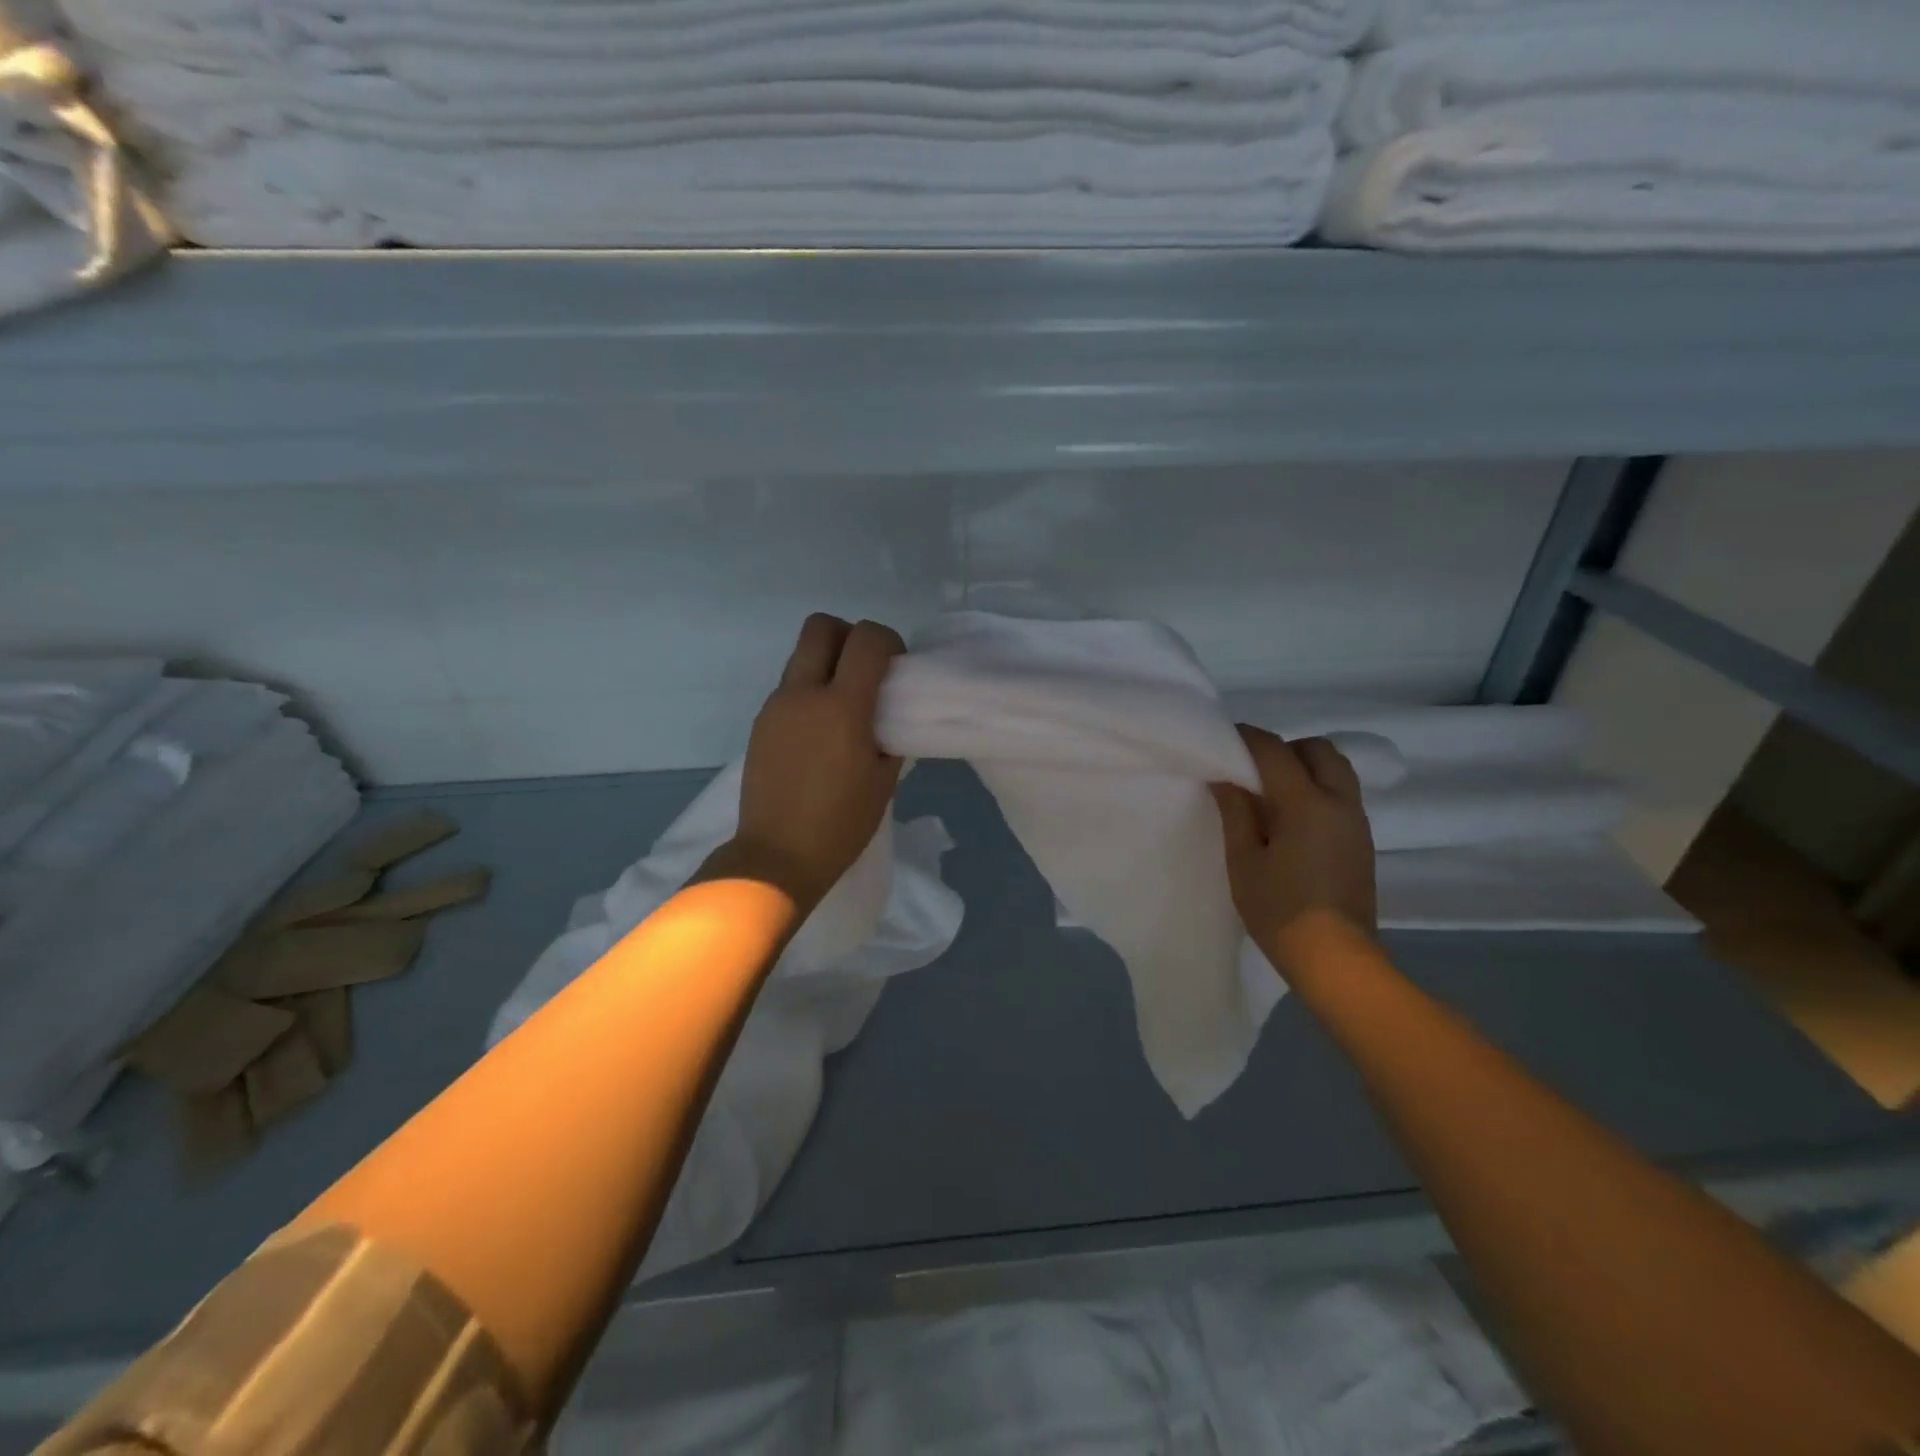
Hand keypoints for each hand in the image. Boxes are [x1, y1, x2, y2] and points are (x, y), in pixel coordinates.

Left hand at [724, 614, 905, 911]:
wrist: (777, 856)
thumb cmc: (841, 824)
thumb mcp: (884, 780)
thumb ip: (890, 735)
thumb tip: (886, 714)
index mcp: (842, 706)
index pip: (866, 638)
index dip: (888, 641)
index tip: (895, 667)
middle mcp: (803, 694)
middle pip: (821, 627)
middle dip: (848, 636)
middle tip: (865, 671)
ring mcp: (775, 706)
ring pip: (801, 656)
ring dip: (826, 665)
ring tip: (842, 708)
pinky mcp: (760, 723)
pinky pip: (788, 687)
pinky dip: (809, 692)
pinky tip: (818, 733)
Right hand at [1210, 725, 1376, 973]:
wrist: (1336, 960)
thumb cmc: (1280, 911)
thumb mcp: (1244, 861)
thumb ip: (1236, 811)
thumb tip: (1227, 777)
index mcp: (1307, 804)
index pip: (1275, 751)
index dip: (1247, 738)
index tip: (1223, 739)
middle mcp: (1340, 802)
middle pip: (1317, 749)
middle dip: (1284, 748)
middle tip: (1253, 771)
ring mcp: (1357, 821)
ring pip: (1336, 769)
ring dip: (1305, 767)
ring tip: (1273, 794)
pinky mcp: (1363, 841)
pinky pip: (1342, 794)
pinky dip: (1317, 789)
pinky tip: (1292, 819)